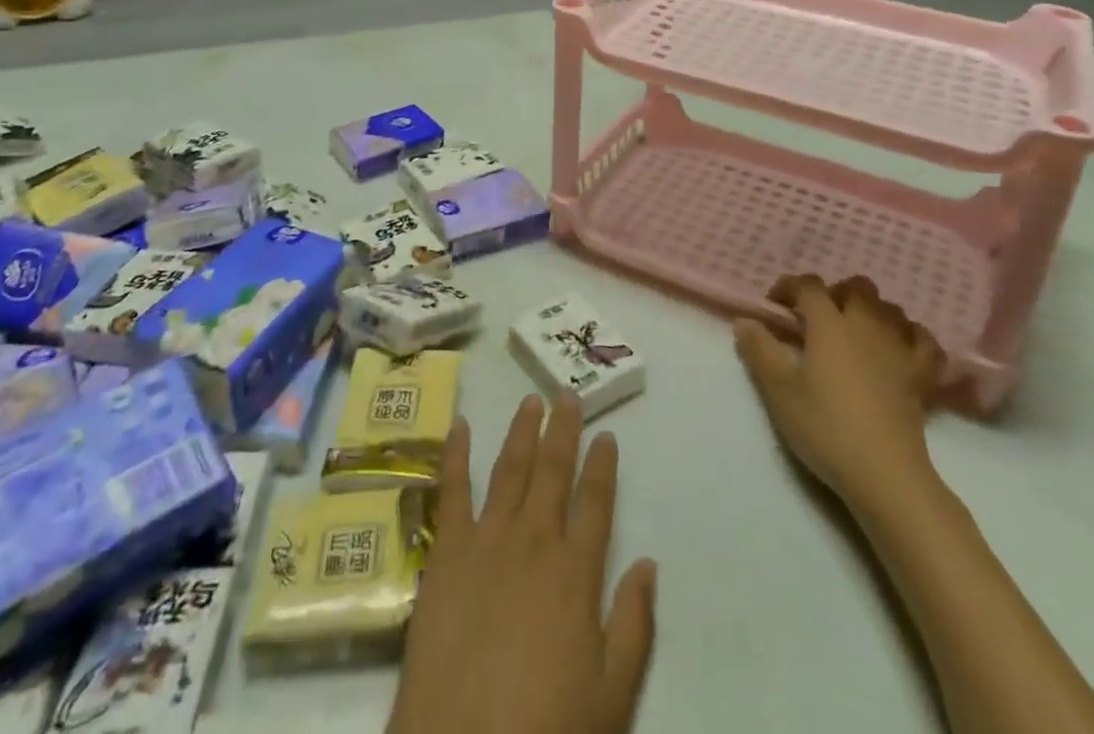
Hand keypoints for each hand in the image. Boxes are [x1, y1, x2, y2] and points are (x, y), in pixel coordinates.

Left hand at [388, 395, 657, 733]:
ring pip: (510, 470)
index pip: (596, 503)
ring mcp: (487, 540)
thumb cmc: (544, 727)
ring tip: (530, 400)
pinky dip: (455, 454)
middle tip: (569, 394)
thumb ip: (633, 626)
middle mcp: (534, 541)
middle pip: (553, 472)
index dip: (603, 467)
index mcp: (575, 572)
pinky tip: (459, 426)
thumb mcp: (610, 695)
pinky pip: (452, 491)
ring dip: (522, 431)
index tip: (608, 435)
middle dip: (564, 431)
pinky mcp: (445, 551)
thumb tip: (648, 563)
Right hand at [734, 275, 943, 514]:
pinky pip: (924, 340)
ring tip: (853, 331)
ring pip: (889, 308)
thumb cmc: (826, 427)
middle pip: (856, 287)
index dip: (790, 286)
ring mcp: (899, 347)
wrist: (885, 473)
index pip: (809, 286)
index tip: (775, 305)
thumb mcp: (779, 391)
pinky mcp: (922, 375)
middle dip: (834, 293)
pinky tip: (899, 346)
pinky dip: (911, 335)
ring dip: (870, 310)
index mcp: (829, 324)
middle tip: (816, 319)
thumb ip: (760, 350)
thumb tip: (744, 321)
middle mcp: (866, 324)